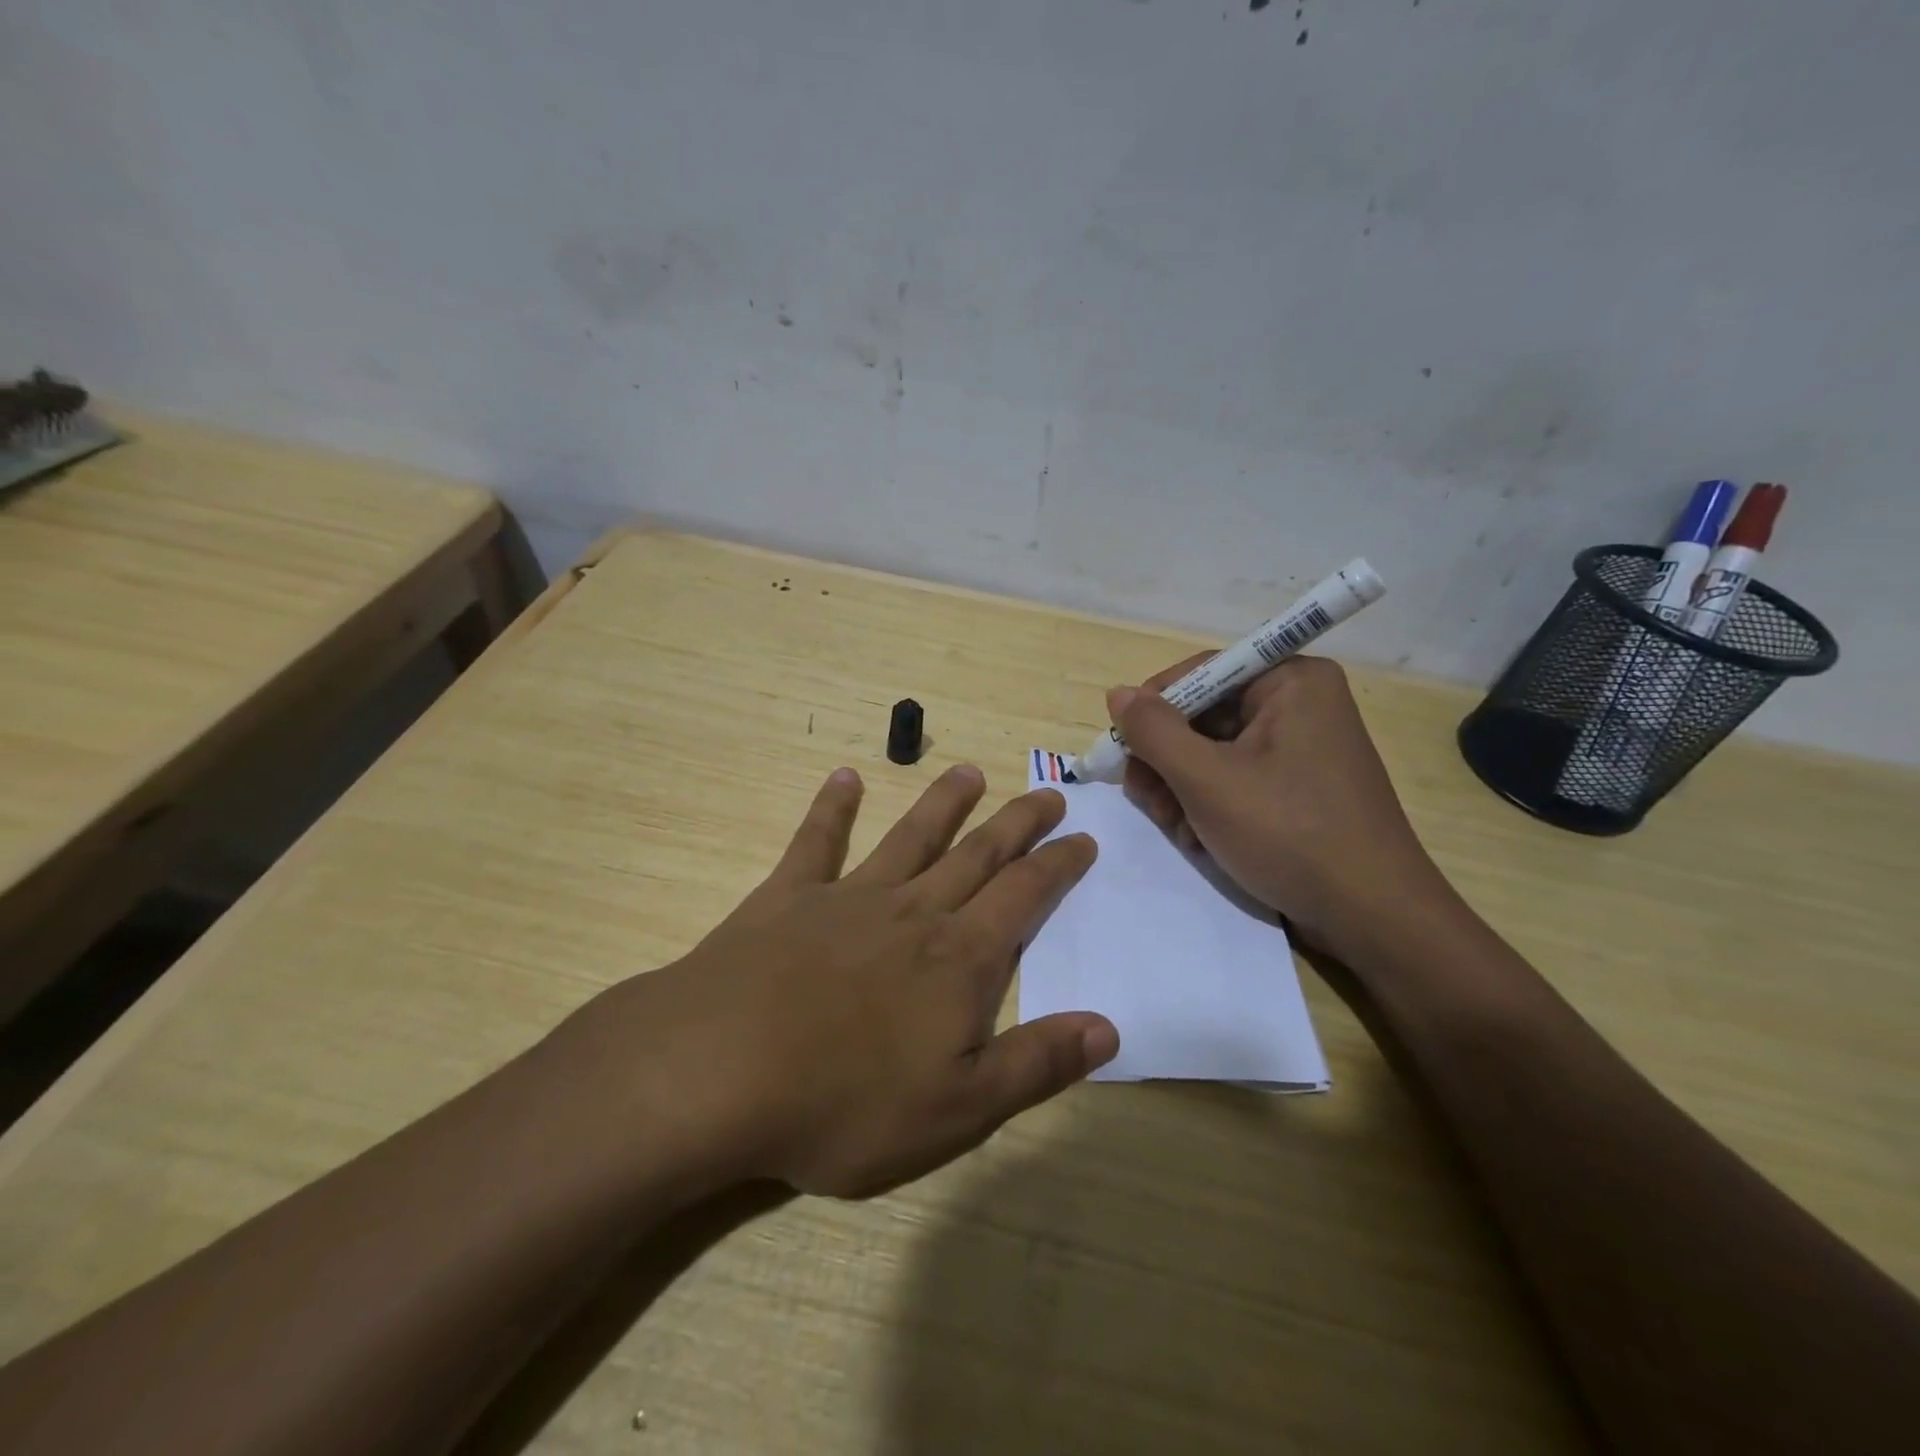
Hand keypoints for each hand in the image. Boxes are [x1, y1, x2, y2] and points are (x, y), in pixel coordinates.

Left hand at [576, 765, 1115, 1199]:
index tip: (1083, 836)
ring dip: (944, 803)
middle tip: (1046, 792)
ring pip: (911, 837)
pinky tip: (844, 777)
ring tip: (969, 772)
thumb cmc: (846, 1103)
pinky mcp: (788, 898)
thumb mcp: (959, 1109)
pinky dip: (832, 808)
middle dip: (1018, 823)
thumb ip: (1037, 1063)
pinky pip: (816, 842)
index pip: (1025, 896)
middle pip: (978, 854)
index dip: (1059, 865)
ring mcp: (849, 897)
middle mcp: (913, 912)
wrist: (720, 1072)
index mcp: (959, 960)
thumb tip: (1109, 1028)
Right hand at [1109, 655, 1452, 962]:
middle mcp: (1299, 704)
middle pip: (1203, 715)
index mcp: (1290, 682)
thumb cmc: (1289, 833)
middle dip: (1167, 760)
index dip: (1153, 708)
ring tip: (1177, 828)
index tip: (1122, 749)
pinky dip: (1208, 804)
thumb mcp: (1207, 780)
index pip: (1201, 672)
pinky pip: (1235, 778)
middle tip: (1146, 799)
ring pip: (1212, 752)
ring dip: (1181, 788)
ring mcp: (1300, 749)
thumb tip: (1117, 694)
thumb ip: (1155, 731)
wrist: (1370, 917)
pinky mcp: (1297, 787)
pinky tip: (1201, 838)